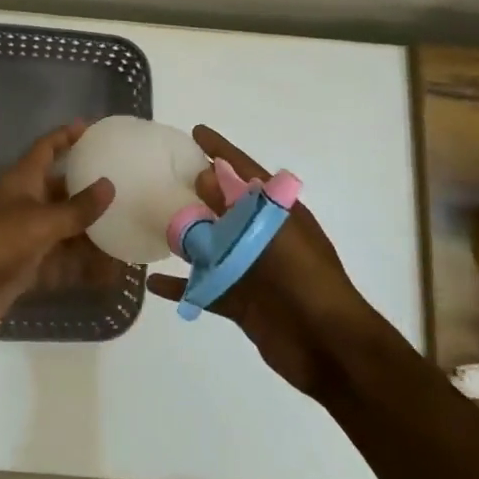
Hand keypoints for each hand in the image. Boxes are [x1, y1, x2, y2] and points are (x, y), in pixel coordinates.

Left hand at [0, 121, 117, 332]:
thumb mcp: (40, 220)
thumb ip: (76, 208)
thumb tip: (109, 185)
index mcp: (24, 181)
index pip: (46, 149)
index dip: (66, 136)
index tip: (92, 128)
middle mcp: (27, 205)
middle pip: (63, 193)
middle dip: (91, 193)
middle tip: (127, 190)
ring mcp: (28, 239)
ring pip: (68, 232)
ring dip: (94, 236)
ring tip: (130, 233)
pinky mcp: (29, 270)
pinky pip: (64, 265)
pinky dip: (85, 269)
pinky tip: (113, 273)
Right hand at [147, 125, 383, 394]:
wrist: (329, 346)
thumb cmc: (306, 280)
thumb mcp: (271, 234)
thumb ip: (237, 207)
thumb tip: (203, 176)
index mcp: (277, 213)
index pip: (245, 171)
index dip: (221, 150)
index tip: (195, 132)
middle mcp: (260, 236)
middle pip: (221, 206)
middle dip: (194, 191)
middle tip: (158, 175)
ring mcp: (249, 269)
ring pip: (207, 246)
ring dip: (183, 237)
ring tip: (149, 222)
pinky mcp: (239, 301)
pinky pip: (202, 288)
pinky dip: (180, 286)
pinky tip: (152, 282)